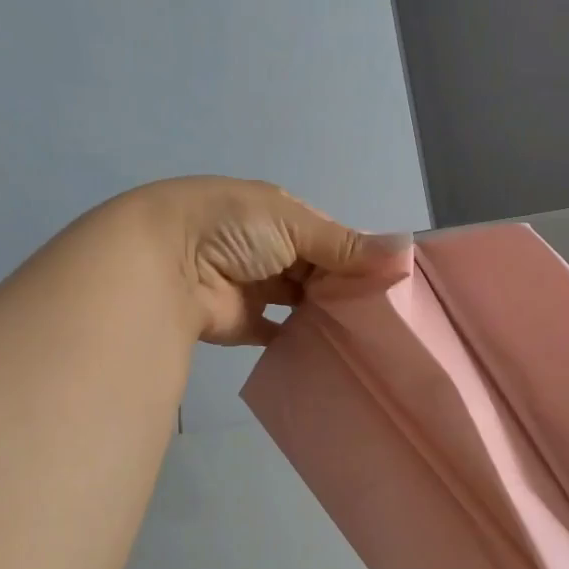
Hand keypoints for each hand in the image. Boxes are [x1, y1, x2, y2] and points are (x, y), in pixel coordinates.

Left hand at [115, 177, 405, 344]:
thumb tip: (404, 252)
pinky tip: (331, 351)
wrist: (164, 263)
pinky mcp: (241, 324)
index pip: (330, 237)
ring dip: (325, 314)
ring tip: (367, 336)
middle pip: (318, 271)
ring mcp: (253, 287)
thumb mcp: (294, 224)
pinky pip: (278, 334)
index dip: (359, 256)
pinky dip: (300, 341)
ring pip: (301, 303)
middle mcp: (267, 250)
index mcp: (279, 217)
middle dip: (346, 289)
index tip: (393, 282)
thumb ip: (346, 244)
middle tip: (386, 316)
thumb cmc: (233, 229)